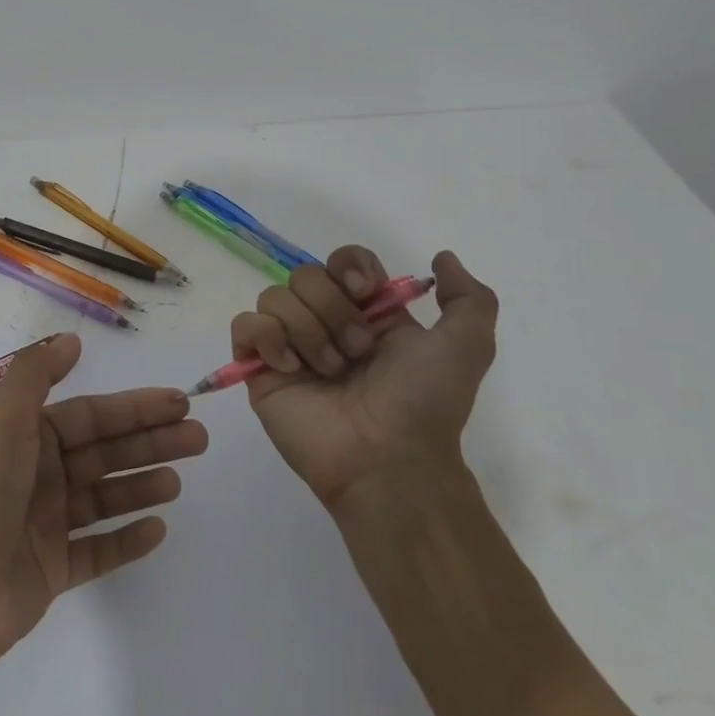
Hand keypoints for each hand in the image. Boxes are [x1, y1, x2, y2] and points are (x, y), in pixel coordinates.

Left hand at [0, 334, 207, 669]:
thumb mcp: (4, 426)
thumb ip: (35, 377)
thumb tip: (70, 340)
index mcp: (26, 440)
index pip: (90, 416)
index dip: (133, 407)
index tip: (177, 403)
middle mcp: (38, 476)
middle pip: (103, 453)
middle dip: (149, 442)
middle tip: (198, 438)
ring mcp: (46, 525)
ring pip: (104, 498)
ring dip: (141, 486)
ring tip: (178, 482)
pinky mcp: (52, 570)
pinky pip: (98, 550)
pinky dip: (126, 539)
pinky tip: (158, 530)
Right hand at [231, 247, 498, 507]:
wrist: (387, 458)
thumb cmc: (424, 403)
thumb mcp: (467, 346)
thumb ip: (469, 298)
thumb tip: (442, 257)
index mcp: (367, 313)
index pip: (342, 260)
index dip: (349, 266)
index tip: (364, 291)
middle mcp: (325, 322)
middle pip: (304, 275)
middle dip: (332, 309)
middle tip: (356, 351)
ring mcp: (289, 345)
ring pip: (274, 296)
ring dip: (306, 330)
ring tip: (328, 370)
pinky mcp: (259, 368)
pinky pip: (245, 325)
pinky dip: (267, 338)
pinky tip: (290, 367)